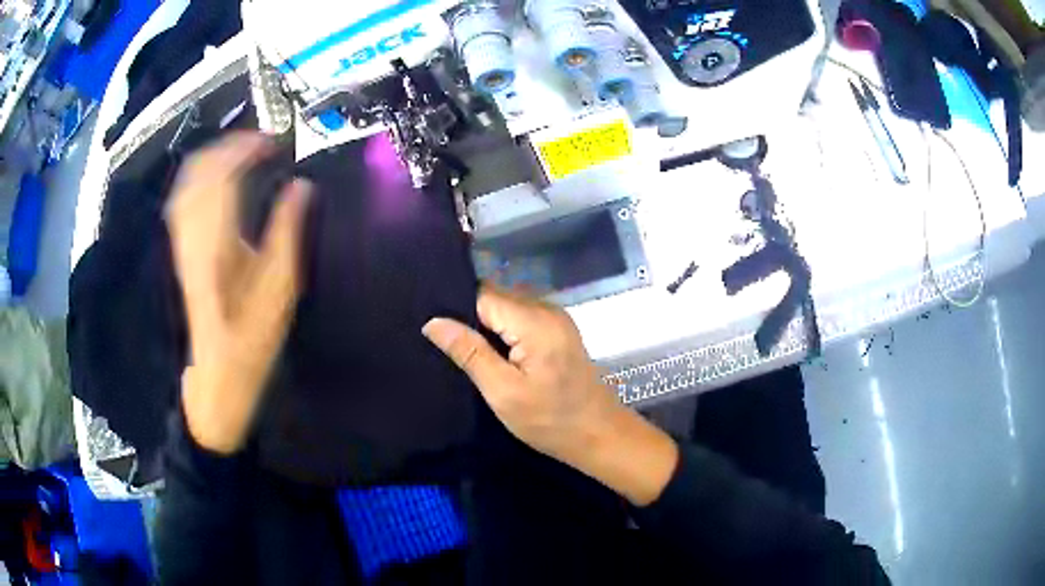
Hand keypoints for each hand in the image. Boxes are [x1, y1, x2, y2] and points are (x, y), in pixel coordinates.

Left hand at [166, 132, 310, 453]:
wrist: (213, 373)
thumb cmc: (249, 337)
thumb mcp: (279, 289)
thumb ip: (288, 231)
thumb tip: (302, 187)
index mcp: (217, 237)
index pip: (225, 171)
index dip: (249, 146)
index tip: (274, 142)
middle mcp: (192, 230)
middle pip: (201, 167)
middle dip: (230, 145)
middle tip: (261, 145)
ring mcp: (180, 239)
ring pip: (189, 179)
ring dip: (215, 158)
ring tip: (242, 157)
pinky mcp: (178, 249)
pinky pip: (184, 196)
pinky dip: (202, 178)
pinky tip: (217, 184)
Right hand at [423, 286, 678, 505]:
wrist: (598, 434)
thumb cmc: (550, 420)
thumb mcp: (502, 391)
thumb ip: (469, 352)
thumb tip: (433, 321)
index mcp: (534, 320)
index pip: (482, 294)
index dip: (456, 308)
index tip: (432, 327)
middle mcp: (546, 308)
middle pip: (495, 296)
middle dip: (469, 315)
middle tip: (444, 343)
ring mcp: (555, 318)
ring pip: (507, 306)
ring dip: (485, 324)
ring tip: (463, 348)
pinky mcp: (558, 330)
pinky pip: (520, 318)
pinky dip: (502, 330)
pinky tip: (491, 352)